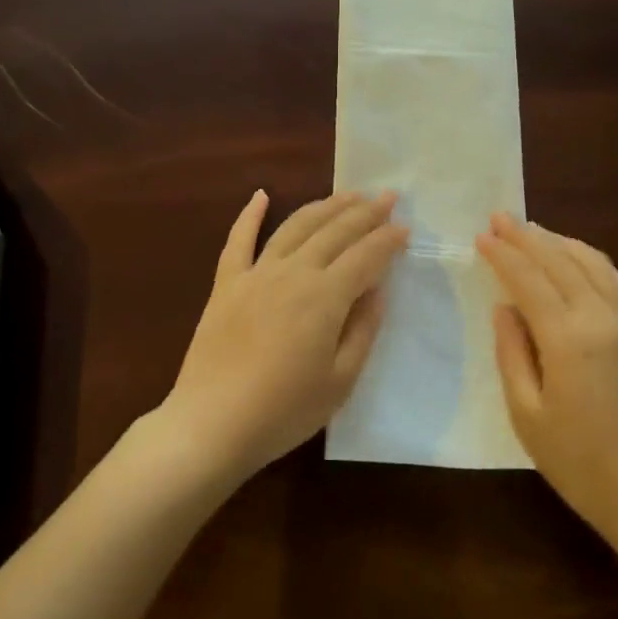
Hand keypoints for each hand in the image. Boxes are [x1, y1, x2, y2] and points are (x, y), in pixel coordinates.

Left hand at [162, 189, 408, 483]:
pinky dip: (249, 214)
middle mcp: (293, 272)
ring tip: (346, 194)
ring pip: (295, 226)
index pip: (366, 256)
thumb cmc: (284, 411)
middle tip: (387, 196)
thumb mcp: (340, 381)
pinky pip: (238, 240)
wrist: (211, 424)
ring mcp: (256, 273)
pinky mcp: (226, 284)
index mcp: (325, 296)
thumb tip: (377, 290)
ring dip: (324, 206)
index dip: (388, 239)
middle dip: (365, 211)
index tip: (405, 227)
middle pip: (335, 231)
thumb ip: (362, 330)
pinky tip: (261, 195)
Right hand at [476, 213, 617, 537]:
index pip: (528, 279)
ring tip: (534, 232)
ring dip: (560, 242)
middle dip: (527, 236)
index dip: (502, 254)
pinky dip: (596, 262)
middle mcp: (602, 317)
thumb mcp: (527, 414)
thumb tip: (504, 308)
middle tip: (500, 217)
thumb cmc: (579, 461)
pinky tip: (582, 262)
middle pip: (560, 260)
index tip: (481, 235)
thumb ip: (512, 353)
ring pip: (593, 262)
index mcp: (568, 337)